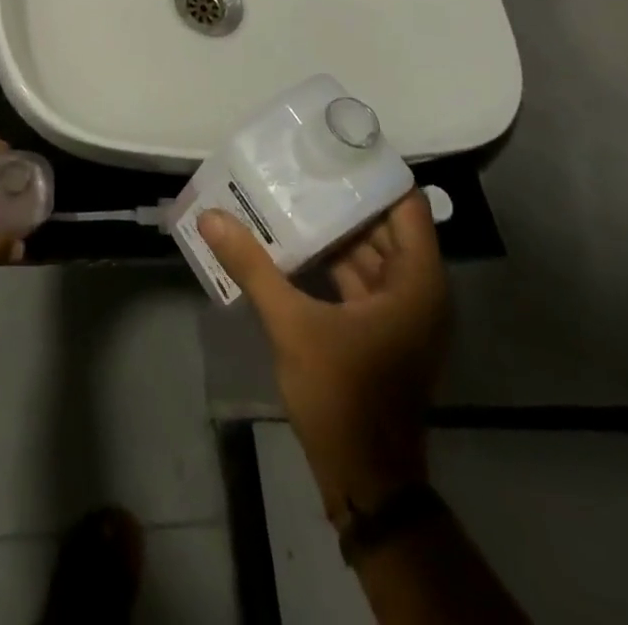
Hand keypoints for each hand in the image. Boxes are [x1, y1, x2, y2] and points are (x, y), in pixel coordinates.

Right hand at [199, 191, 447, 522]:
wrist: (365, 480)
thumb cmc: (343, 395)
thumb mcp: (293, 325)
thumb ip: (253, 267)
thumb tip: (211, 217)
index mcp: (416, 284)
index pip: (406, 207)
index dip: (375, 174)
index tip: (336, 147)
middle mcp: (416, 292)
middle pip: (384, 227)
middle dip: (343, 198)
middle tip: (301, 165)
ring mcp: (399, 314)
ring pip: (369, 254)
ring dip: (333, 230)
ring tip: (289, 194)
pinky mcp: (380, 331)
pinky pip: (357, 279)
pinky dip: (329, 260)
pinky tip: (290, 243)